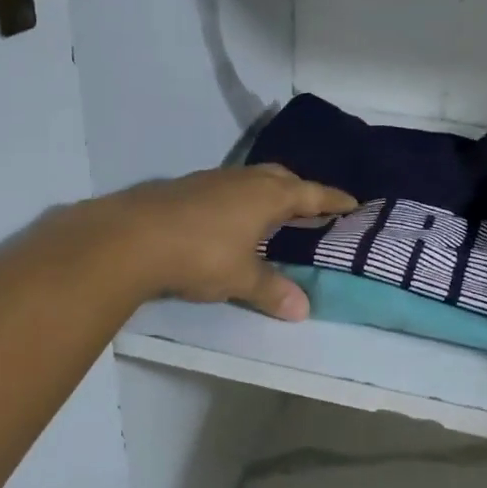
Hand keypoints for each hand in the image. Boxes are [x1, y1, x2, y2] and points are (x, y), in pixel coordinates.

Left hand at [94, 164, 355, 319]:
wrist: (132, 237)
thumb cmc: (200, 254)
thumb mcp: (240, 278)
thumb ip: (272, 290)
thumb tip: (303, 310)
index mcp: (267, 195)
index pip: (311, 194)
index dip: (333, 199)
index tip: (353, 202)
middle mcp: (244, 180)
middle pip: (282, 177)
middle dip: (300, 189)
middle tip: (312, 206)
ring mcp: (212, 180)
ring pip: (251, 179)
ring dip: (268, 191)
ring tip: (273, 211)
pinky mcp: (186, 187)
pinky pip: (227, 187)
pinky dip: (239, 198)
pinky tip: (230, 218)